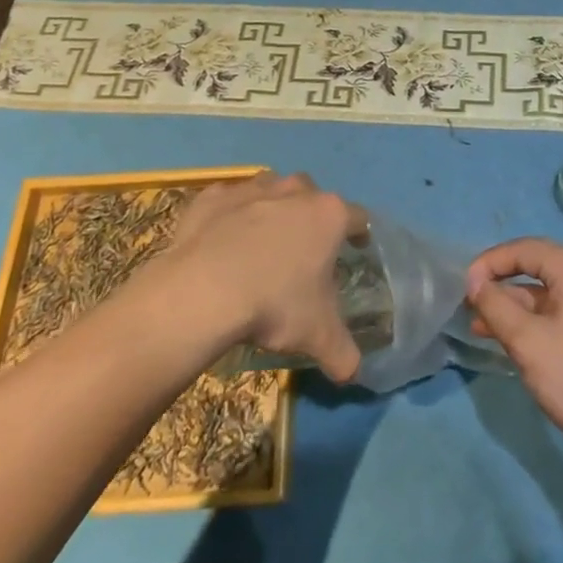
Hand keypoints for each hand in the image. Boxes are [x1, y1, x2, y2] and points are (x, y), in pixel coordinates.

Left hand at [163, 172, 368, 381]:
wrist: (203, 290)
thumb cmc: (273, 304)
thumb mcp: (317, 336)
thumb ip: (343, 353)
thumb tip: (354, 373)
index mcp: (328, 215)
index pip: (358, 217)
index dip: (359, 234)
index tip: (356, 249)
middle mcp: (295, 190)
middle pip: (313, 196)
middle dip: (312, 216)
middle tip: (304, 250)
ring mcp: (252, 188)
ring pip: (272, 189)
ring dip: (273, 208)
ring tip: (263, 242)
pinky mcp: (214, 196)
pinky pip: (229, 200)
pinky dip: (230, 215)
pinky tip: (222, 240)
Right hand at [466, 238, 562, 471]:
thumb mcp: (527, 341)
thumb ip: (495, 306)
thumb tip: (473, 281)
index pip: (522, 249)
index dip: (488, 264)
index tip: (462, 288)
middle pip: (533, 267)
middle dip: (498, 286)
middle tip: (468, 307)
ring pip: (544, 292)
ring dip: (512, 307)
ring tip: (479, 328)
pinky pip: (557, 310)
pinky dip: (532, 320)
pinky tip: (509, 340)